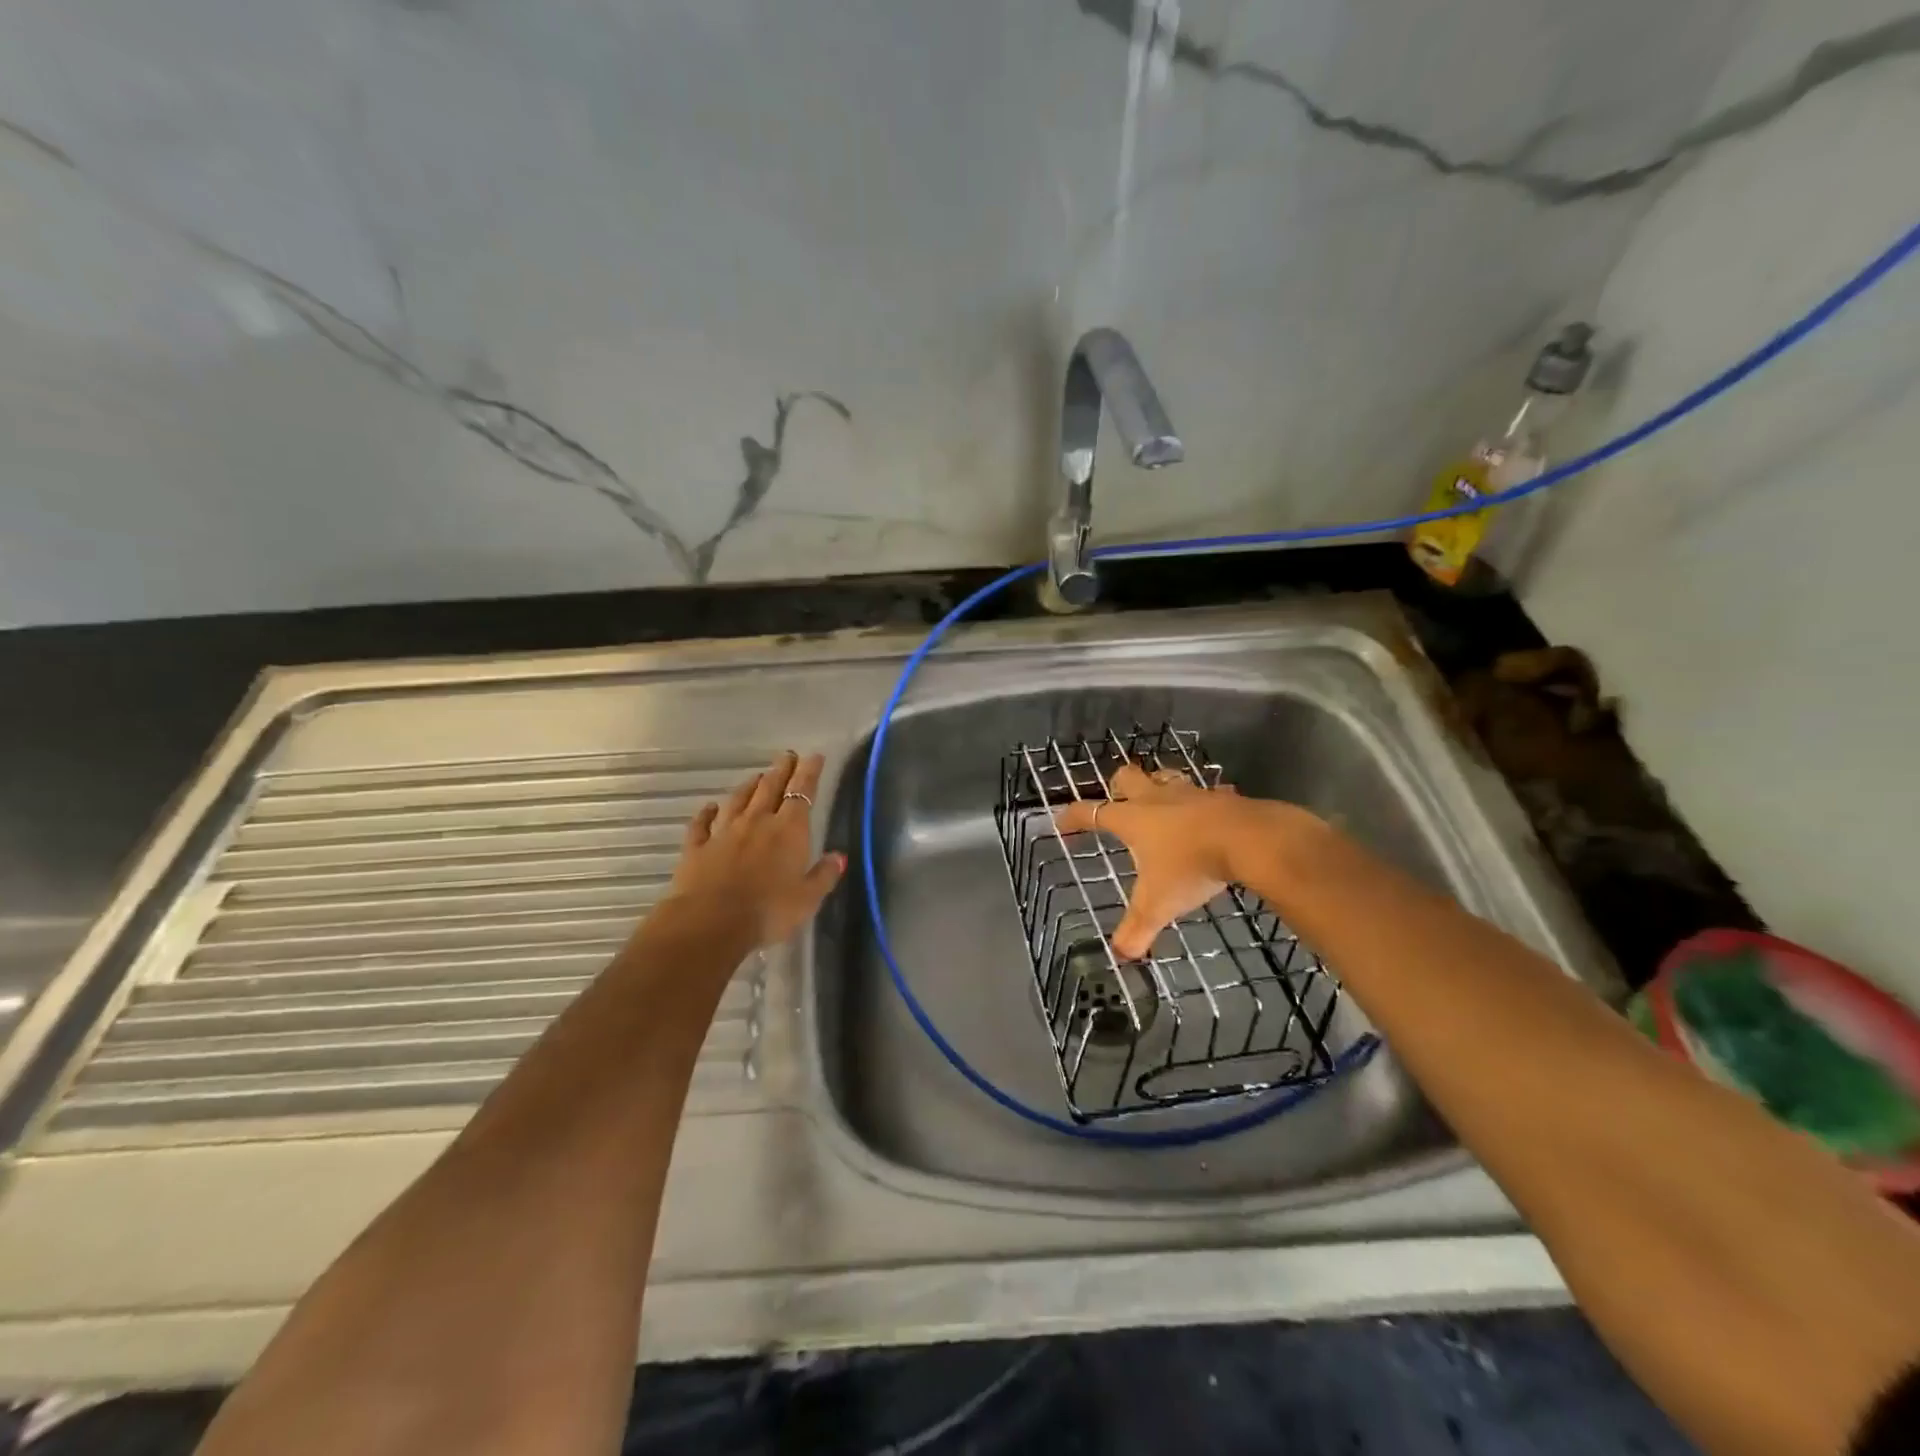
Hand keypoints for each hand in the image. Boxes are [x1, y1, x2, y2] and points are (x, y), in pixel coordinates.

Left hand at [668, 751, 845, 948]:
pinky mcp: (697, 847)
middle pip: (770, 788)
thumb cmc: (768, 911)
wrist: (710, 922)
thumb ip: (823, 876)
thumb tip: (839, 857)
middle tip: (787, 756)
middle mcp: (757, 822)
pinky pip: (702, 824)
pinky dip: (706, 813)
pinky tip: (709, 807)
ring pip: (738, 800)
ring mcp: (724, 832)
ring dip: (749, 786)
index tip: (814, 756)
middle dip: (781, 770)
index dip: (809, 773)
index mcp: (788, 830)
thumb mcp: (807, 899)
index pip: (802, 793)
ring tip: (757, 776)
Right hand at [1054, 763, 1255, 958]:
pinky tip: (1210, 813)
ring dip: (1160, 786)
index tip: (1061, 822)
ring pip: (1167, 778)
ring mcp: (1191, 794)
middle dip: (1118, 786)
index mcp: (1132, 820)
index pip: (1092, 813)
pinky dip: (1204, 802)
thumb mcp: (1158, 904)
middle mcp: (1157, 799)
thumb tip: (1121, 954)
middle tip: (1117, 798)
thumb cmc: (1191, 866)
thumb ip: (1137, 928)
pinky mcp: (1222, 798)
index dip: (1074, 817)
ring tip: (1162, 800)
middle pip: (1128, 778)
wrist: (1248, 840)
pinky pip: (1208, 793)